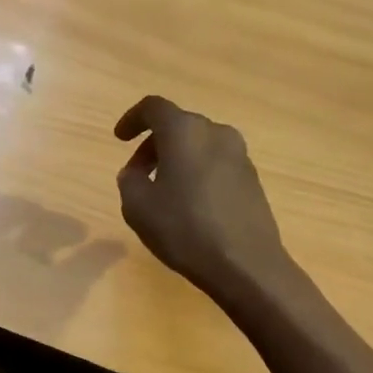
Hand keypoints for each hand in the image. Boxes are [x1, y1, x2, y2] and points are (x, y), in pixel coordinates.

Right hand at [114, 95, 288, 298]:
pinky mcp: (252, 178)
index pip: (153, 107)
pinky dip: (198, 172)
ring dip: (177, 159)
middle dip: (154, 144)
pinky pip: (216, 163)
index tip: (120, 139)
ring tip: (163, 192)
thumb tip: (135, 172)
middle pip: (178, 125)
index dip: (132, 119)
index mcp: (184, 131)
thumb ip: (129, 181)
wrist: (246, 264)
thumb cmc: (185, 229)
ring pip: (199, 144)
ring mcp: (239, 155)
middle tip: (138, 173)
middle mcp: (215, 132)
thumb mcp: (138, 207)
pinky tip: (191, 204)